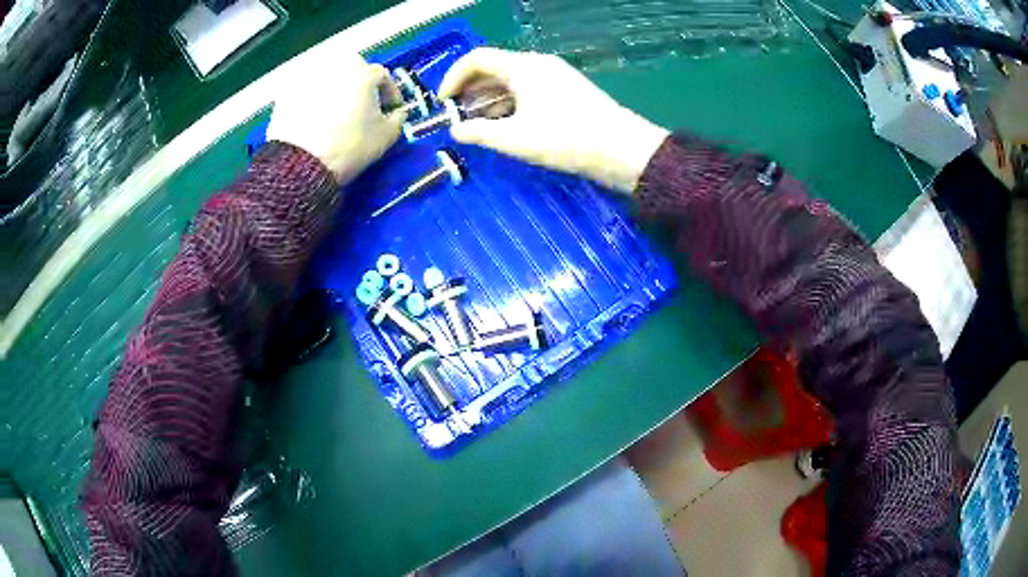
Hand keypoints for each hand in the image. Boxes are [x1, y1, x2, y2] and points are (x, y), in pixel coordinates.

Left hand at [266, 52, 405, 182]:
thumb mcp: (385, 137)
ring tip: (335, 112)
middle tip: (362, 106)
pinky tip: (314, 118)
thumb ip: (398, 119)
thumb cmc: (350, 146)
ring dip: (335, 90)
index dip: (390, 93)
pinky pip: (307, 91)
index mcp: (363, 72)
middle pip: (353, 71)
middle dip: (360, 86)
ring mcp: (308, 77)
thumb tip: (397, 113)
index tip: (391, 109)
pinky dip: (313, 100)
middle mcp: (336, 67)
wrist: (301, 163)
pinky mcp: (287, 92)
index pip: (383, 76)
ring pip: (328, 78)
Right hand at [439, 48, 668, 192]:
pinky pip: (528, 90)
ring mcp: (555, 76)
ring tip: (476, 124)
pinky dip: (510, 103)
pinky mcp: (566, 91)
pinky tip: (505, 125)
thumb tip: (456, 130)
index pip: (476, 59)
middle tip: (457, 116)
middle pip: (493, 68)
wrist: (621, 149)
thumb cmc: (564, 138)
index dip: (453, 77)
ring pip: (511, 81)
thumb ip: (479, 132)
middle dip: (470, 91)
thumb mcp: (514, 138)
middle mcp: (537, 64)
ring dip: (489, 99)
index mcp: (522, 66)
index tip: (443, 103)